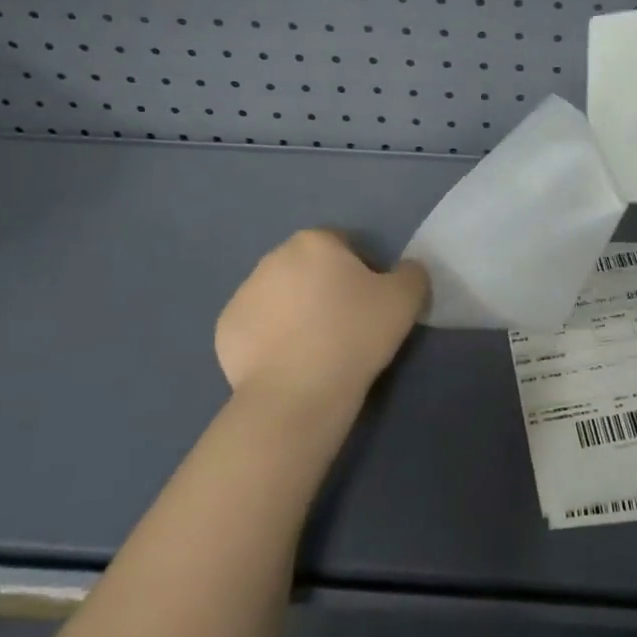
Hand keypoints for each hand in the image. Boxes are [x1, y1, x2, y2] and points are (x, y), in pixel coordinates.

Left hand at [214, 230, 428, 422]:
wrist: (297, 394)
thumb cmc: (354, 335)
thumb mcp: (406, 299)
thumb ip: (411, 273)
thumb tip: (404, 271)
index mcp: (314, 242)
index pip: (344, 246)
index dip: (362, 272)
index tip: (370, 304)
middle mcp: (273, 258)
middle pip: (309, 268)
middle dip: (324, 288)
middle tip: (346, 326)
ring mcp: (243, 294)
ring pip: (281, 296)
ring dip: (296, 312)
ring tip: (316, 348)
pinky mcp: (225, 330)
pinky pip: (258, 327)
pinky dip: (272, 338)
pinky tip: (289, 362)